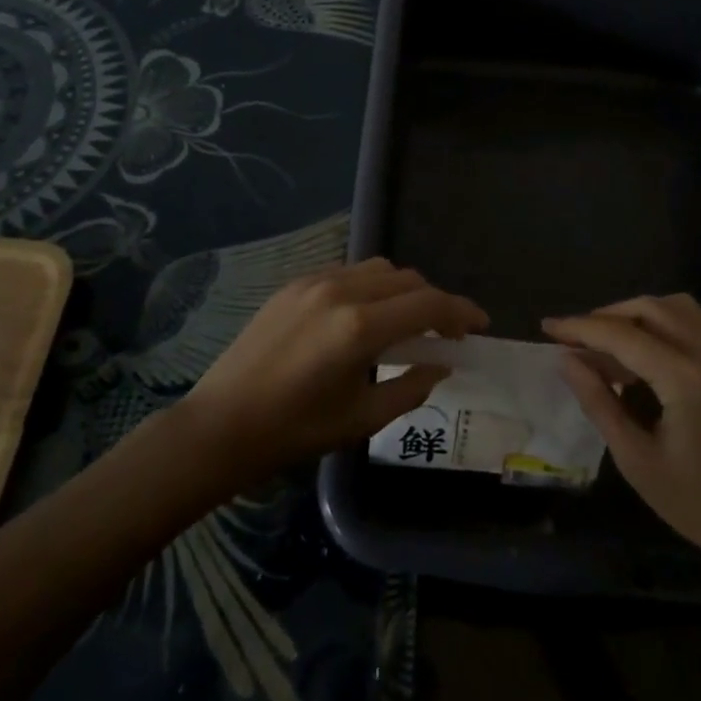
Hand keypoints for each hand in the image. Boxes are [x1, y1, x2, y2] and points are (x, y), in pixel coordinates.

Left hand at [180, 259, 486, 479]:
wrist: (221, 424)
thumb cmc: (294, 431)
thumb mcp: (362, 419)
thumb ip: (411, 386)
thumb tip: (442, 364)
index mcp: (361, 327)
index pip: (429, 305)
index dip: (462, 312)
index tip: (480, 326)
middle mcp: (342, 291)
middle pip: (408, 280)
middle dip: (435, 302)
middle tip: (445, 333)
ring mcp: (314, 281)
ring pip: (379, 269)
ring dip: (404, 290)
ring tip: (407, 322)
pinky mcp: (294, 284)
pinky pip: (348, 271)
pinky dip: (371, 286)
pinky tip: (366, 315)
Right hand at [545, 295, 700, 575]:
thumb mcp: (638, 461)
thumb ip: (599, 404)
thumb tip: (567, 360)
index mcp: (686, 378)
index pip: (622, 335)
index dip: (580, 328)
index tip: (546, 328)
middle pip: (649, 308)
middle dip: (606, 316)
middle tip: (574, 338)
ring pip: (674, 308)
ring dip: (635, 315)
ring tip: (606, 345)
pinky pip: (693, 324)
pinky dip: (661, 325)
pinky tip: (641, 356)